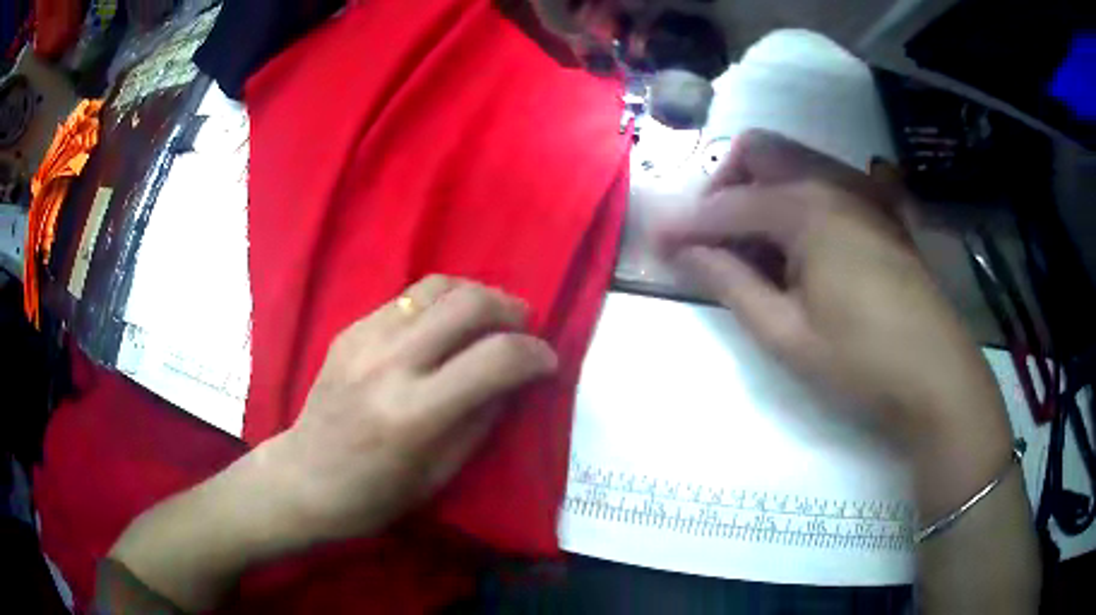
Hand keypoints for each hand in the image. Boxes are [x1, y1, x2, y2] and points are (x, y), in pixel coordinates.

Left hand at [262, 276, 557, 542]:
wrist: (306, 476)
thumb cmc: (376, 493)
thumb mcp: (441, 473)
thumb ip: (482, 419)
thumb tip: (516, 379)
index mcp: (415, 413)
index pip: (496, 360)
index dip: (536, 354)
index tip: (548, 362)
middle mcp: (390, 363)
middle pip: (469, 304)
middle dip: (511, 309)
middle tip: (524, 327)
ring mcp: (365, 338)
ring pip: (437, 287)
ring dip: (477, 295)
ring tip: (489, 317)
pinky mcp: (350, 329)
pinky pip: (407, 298)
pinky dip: (440, 304)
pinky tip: (443, 326)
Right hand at [654, 131, 1011, 464]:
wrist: (938, 377)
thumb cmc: (862, 362)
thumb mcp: (786, 334)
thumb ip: (730, 284)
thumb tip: (684, 254)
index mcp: (807, 207)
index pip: (728, 205)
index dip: (685, 224)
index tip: (654, 244)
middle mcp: (833, 180)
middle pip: (760, 151)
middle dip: (724, 185)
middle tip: (713, 238)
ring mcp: (863, 189)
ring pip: (793, 161)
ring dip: (760, 189)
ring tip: (755, 248)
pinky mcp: (881, 209)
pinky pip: (824, 182)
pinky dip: (795, 199)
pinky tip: (799, 247)